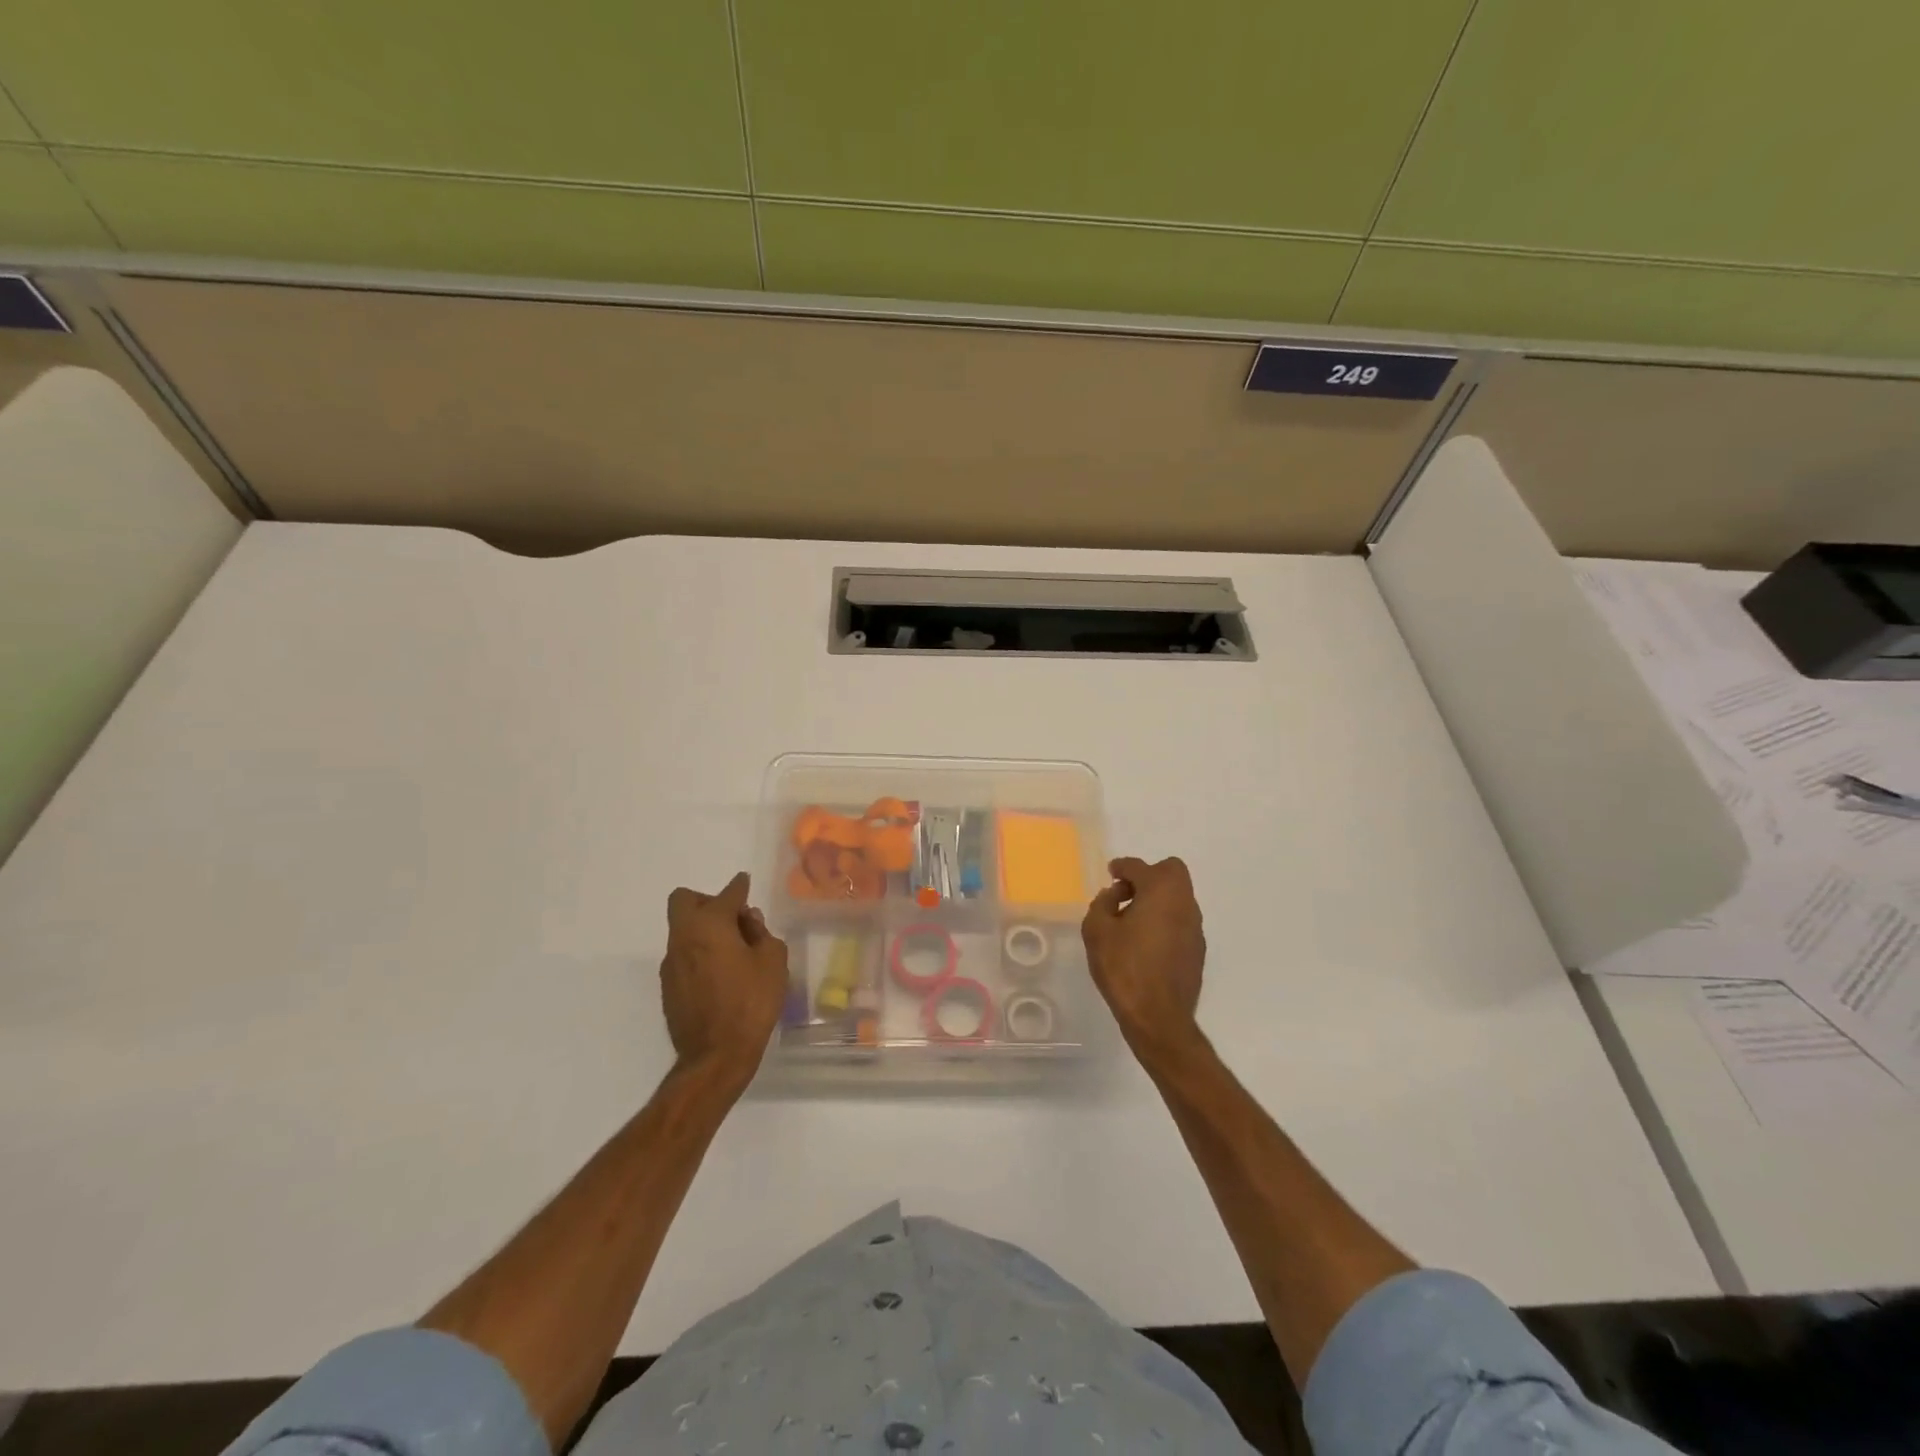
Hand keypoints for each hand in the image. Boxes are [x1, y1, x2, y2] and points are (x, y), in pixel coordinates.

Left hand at [660, 872, 788, 1088]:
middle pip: (683, 901)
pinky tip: (720, 974)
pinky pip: (683, 955)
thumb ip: (762, 933)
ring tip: (732, 950)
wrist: (716, 1056)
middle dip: (706, 900)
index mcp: (710, 925)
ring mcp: (671, 963)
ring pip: (682, 929)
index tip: (744, 884)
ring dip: (703, 929)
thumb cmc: (751, 1002)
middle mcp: (684, 937)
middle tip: (732, 918)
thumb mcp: (772, 962)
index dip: (739, 887)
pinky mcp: (668, 987)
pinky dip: (699, 953)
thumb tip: (748, 921)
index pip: (726, 894)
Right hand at [1082, 856, 1206, 1066]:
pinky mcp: (1197, 951)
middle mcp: (1184, 903)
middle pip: (1171, 873)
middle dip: (1148, 876)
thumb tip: (1114, 896)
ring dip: (1156, 900)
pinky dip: (1164, 922)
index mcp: (1161, 891)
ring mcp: (1195, 928)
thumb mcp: (1097, 930)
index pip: (1140, 867)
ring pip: (1177, 898)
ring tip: (1130, 922)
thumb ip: (1102, 904)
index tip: (1111, 873)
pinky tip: (1145, 944)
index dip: (1122, 867)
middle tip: (1125, 895)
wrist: (1158, 1017)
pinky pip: (1179, 922)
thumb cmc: (1124, 968)